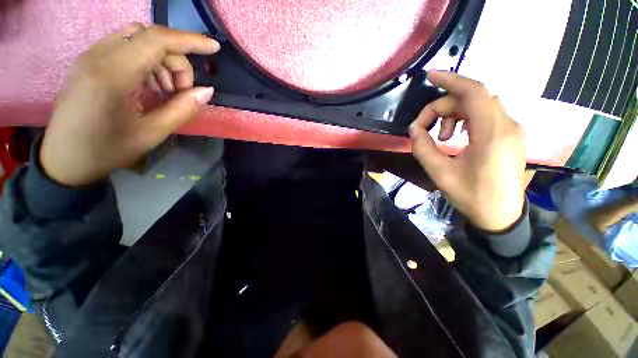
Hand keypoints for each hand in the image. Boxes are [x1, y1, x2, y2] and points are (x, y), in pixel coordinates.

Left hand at [40, 24, 219, 186]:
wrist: (64, 159)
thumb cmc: (106, 149)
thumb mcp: (152, 134)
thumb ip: (182, 109)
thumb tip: (206, 91)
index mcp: (112, 74)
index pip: (157, 40)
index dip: (190, 40)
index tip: (214, 47)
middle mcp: (99, 55)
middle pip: (150, 38)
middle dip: (176, 61)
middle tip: (182, 91)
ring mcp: (91, 55)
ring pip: (138, 39)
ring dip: (162, 61)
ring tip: (166, 91)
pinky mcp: (89, 61)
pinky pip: (125, 47)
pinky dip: (146, 62)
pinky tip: (149, 85)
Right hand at [410, 70, 525, 231]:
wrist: (500, 216)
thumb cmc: (471, 196)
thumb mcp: (440, 173)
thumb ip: (423, 148)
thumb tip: (414, 129)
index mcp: (493, 133)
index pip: (473, 93)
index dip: (451, 80)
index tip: (430, 75)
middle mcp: (507, 125)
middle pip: (473, 98)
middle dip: (443, 108)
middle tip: (424, 128)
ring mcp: (512, 130)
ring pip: (480, 105)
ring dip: (455, 114)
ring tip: (441, 136)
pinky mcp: (510, 136)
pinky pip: (487, 115)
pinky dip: (466, 119)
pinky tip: (456, 135)